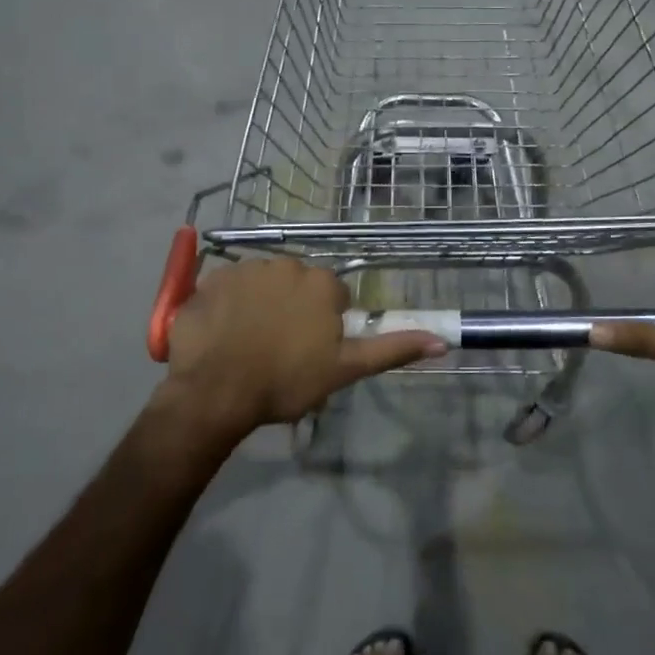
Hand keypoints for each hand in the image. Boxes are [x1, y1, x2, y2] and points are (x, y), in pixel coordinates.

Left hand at [157, 258, 443, 442]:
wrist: (214, 390)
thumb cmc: (285, 381)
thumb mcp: (345, 370)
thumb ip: (391, 349)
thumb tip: (443, 341)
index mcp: (321, 283)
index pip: (333, 296)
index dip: (325, 324)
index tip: (310, 351)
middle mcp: (287, 264)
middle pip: (298, 285)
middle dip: (293, 309)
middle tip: (280, 349)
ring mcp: (245, 269)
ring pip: (263, 284)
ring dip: (261, 305)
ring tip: (248, 344)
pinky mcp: (211, 279)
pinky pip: (228, 288)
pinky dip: (228, 306)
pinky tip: (222, 334)